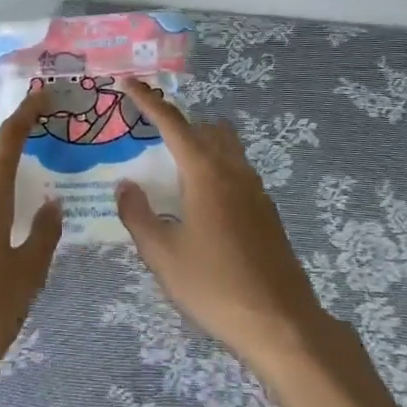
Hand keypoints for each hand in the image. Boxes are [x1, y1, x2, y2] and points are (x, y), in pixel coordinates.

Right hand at [116, 79, 328, 365]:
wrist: (281, 322)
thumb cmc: (214, 286)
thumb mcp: (163, 255)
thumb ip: (138, 215)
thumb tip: (126, 185)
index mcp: (205, 172)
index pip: (172, 123)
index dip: (148, 101)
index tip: (129, 83)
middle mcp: (232, 170)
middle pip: (205, 128)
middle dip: (178, 122)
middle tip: (151, 132)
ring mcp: (255, 189)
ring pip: (226, 147)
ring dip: (201, 143)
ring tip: (175, 165)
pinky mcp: (267, 211)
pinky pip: (237, 171)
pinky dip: (216, 168)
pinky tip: (204, 202)